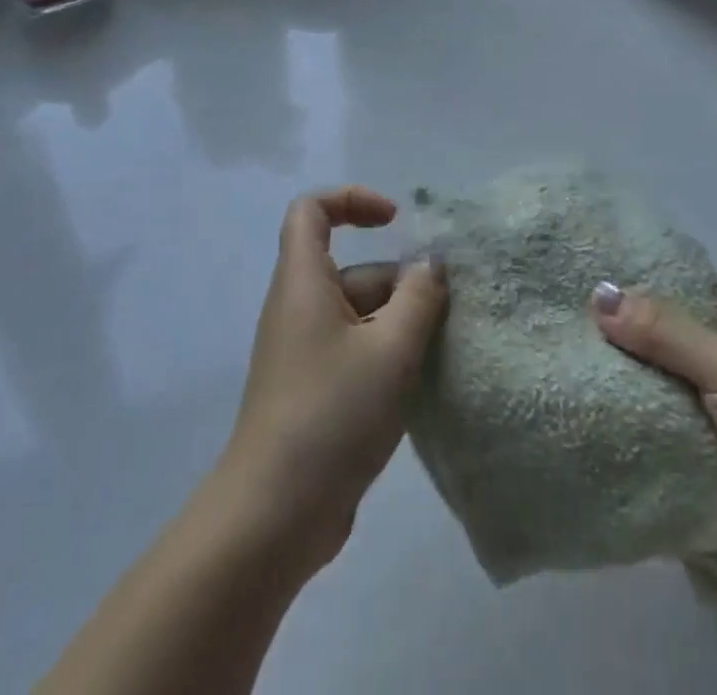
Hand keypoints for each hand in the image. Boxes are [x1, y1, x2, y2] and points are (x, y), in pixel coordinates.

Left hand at [221, 187, 446, 574]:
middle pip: (351, 270)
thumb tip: (429, 265)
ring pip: (358, 315)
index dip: (353, 201)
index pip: (312, 210)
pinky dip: (385, 356)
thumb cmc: (332, 413)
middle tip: (442, 315)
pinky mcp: (312, 391)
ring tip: (439, 354)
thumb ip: (419, 298)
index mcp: (303, 281)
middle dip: (399, 284)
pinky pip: (354, 351)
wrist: (274, 515)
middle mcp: (298, 308)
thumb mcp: (391, 349)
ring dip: (399, 325)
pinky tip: (418, 386)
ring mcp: (303, 352)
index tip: (395, 222)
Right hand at [592, 283, 716, 603]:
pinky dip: (634, 433)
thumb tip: (597, 295)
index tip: (585, 281)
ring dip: (625, 390)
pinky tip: (586, 422)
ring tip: (560, 372)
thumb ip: (665, 332)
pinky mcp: (710, 460)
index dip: (638, 284)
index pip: (682, 288)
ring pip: (658, 389)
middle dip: (622, 341)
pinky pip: (661, 435)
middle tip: (563, 332)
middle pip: (663, 340)